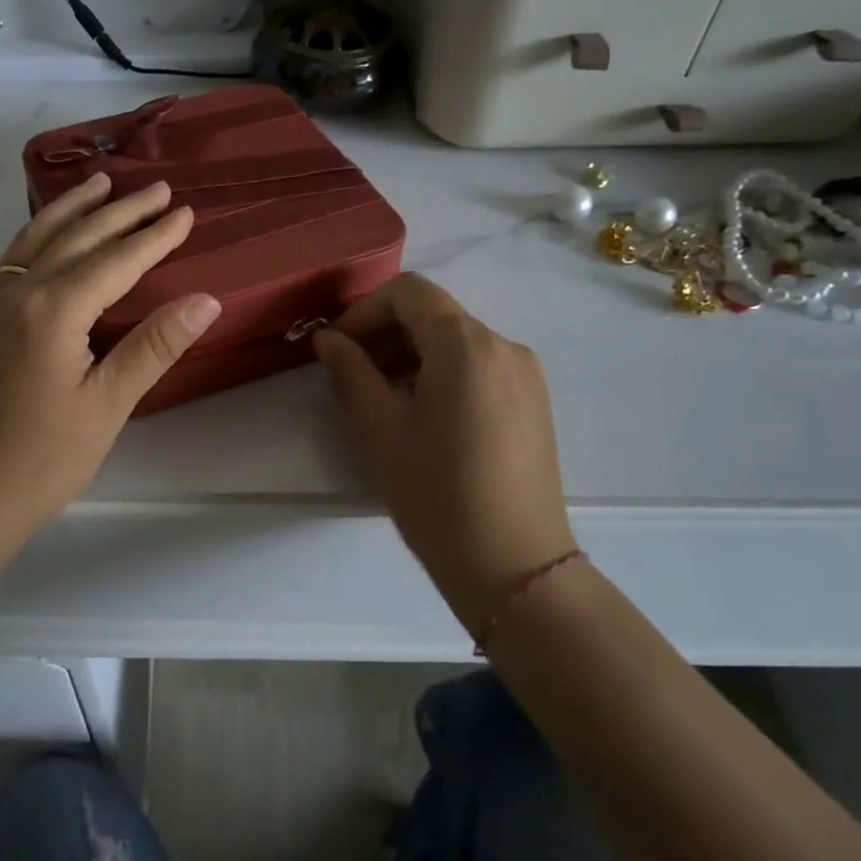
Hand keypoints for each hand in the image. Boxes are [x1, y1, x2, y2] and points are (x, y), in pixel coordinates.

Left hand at [0, 172, 221, 539]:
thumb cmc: (42, 458)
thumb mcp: (107, 405)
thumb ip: (153, 346)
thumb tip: (205, 300)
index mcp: (54, 309)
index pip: (116, 260)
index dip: (154, 236)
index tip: (185, 212)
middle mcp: (21, 292)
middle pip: (78, 238)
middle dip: (121, 211)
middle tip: (157, 188)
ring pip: (39, 238)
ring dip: (73, 209)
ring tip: (100, 182)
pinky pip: (15, 257)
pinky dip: (39, 232)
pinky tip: (48, 233)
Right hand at [312, 273, 575, 633]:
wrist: (515, 568)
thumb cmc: (437, 495)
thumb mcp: (380, 429)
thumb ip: (351, 371)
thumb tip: (328, 339)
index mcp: (466, 345)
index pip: (408, 292)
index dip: (364, 311)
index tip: (337, 349)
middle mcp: (503, 345)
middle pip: (433, 312)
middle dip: (385, 332)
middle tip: (351, 374)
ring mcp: (525, 373)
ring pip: (455, 338)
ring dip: (410, 353)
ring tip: (382, 399)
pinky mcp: (533, 400)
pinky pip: (478, 364)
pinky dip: (440, 371)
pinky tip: (422, 414)